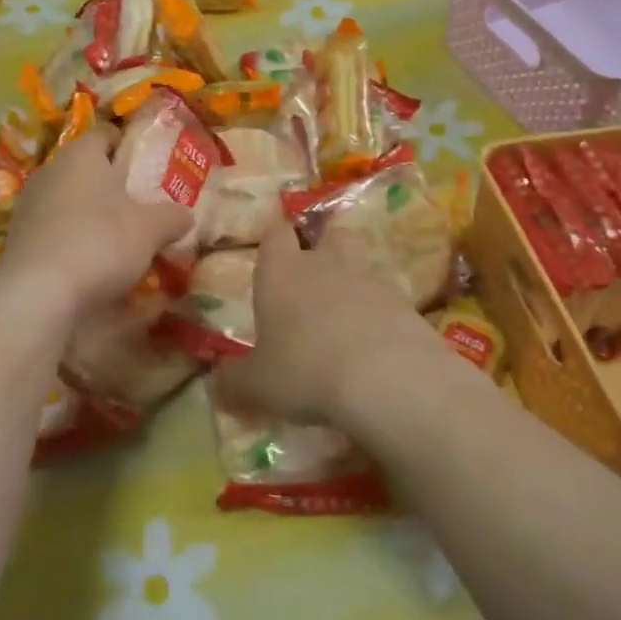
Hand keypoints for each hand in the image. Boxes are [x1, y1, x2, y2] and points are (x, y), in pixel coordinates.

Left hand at [0, 125, 193, 322]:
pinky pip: (55, 231)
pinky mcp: (18, 241)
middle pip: (85, 169)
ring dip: (92, 215)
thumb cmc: (99, 242)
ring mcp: (29, 207)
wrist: (37, 295)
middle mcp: (50, 172)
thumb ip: (171, 217)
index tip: (147, 163)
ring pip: (69, 201)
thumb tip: (185, 215)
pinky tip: (93, 265)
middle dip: (111, 184)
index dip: (126, 143)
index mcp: (81, 155)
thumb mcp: (150, 229)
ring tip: (121, 239)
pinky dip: (74, 241)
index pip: (105, 133)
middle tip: (141, 204)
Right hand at [214, 220, 442, 429]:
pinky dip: (381, 314)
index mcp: (281, 271)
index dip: (275, 241)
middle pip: (329, 234)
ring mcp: (370, 278)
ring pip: (362, 263)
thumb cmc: (304, 370)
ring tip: (347, 319)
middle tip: (316, 281)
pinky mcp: (405, 302)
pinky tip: (376, 345)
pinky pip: (388, 299)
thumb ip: (233, 382)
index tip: (273, 258)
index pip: (276, 233)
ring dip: (354, 283)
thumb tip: (215, 383)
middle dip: (324, 249)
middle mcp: (325, 263)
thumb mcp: (257, 386)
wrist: (386, 377)